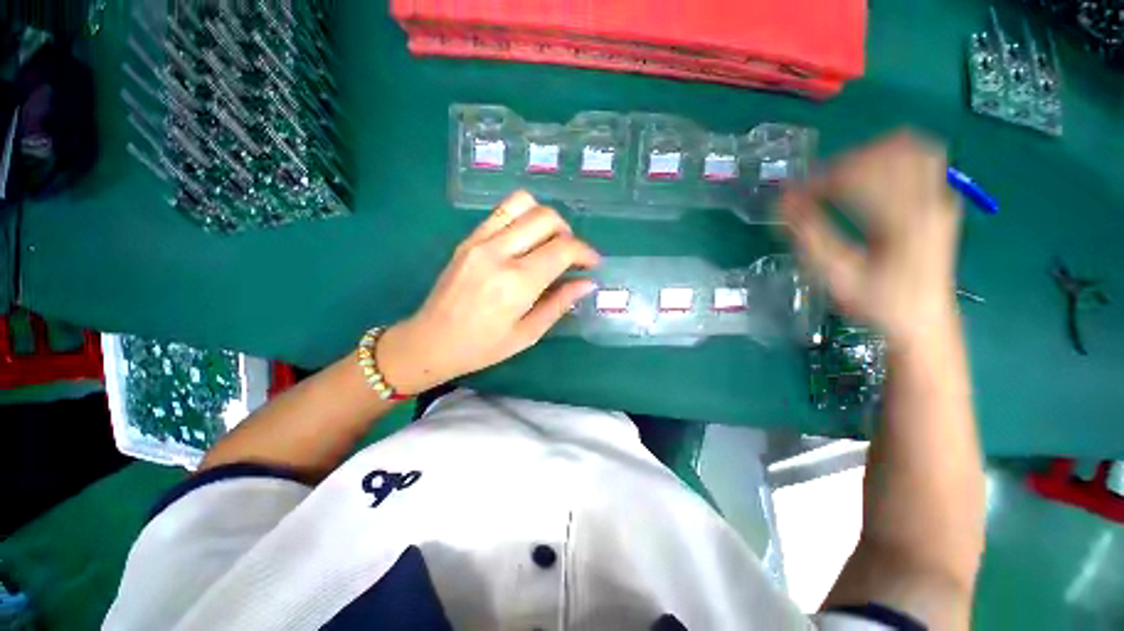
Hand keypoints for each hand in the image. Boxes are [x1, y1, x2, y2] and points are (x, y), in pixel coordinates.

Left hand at [377, 191, 599, 393]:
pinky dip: (522, 217)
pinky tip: (525, 241)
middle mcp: (499, 253)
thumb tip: (587, 283)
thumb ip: (559, 304)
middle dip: (568, 232)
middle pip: (546, 217)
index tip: (592, 263)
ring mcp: (479, 241)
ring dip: (545, 218)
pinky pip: (501, 211)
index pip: (563, 249)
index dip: (585, 252)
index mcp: (517, 283)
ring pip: (523, 203)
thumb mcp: (528, 334)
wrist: (430, 341)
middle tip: (570, 256)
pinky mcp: (468, 238)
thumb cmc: (482, 347)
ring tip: (548, 242)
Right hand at [780, 132, 961, 342]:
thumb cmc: (877, 304)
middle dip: (845, 163)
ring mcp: (941, 199)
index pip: (860, 175)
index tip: (796, 195)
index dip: (821, 180)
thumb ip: (809, 235)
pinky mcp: (942, 203)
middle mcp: (928, 202)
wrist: (924, 322)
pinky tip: (872, 178)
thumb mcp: (836, 276)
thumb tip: (782, 202)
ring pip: (911, 149)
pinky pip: (924, 160)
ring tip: (843, 177)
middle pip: (889, 152)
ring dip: (871, 156)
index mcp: (903, 221)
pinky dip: (893, 159)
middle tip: (818, 187)